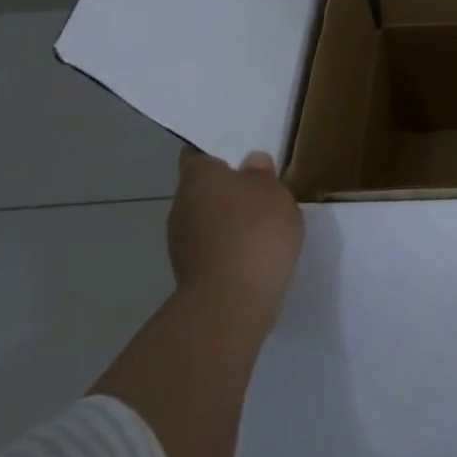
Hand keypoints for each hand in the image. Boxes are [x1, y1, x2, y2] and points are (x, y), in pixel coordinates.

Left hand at [168, 147, 304, 336]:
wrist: (232, 303)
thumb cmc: (255, 233)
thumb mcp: (276, 194)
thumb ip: (263, 176)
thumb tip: (251, 163)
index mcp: (198, 178)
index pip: (197, 154)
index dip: (215, 153)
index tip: (238, 154)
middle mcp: (181, 206)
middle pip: (203, 189)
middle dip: (227, 189)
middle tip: (260, 188)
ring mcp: (181, 243)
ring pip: (207, 220)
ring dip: (228, 221)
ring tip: (262, 224)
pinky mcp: (190, 274)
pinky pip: (212, 249)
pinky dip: (230, 247)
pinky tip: (255, 253)